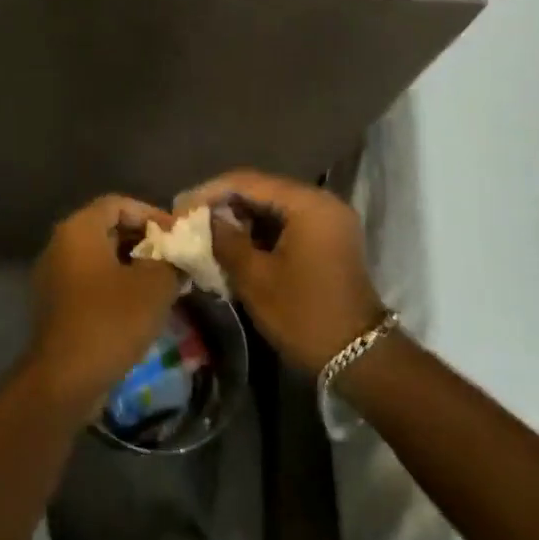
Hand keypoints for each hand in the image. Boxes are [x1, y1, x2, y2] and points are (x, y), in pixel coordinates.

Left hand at [27, 195, 180, 414]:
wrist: (65, 378)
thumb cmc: (111, 320)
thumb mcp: (155, 285)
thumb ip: (172, 260)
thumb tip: (178, 255)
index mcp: (79, 229)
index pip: (119, 204)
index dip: (152, 214)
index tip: (178, 236)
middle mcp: (60, 245)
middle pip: (108, 229)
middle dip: (145, 241)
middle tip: (175, 259)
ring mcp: (53, 276)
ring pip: (100, 257)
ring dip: (133, 265)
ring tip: (165, 283)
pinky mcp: (55, 305)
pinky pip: (90, 281)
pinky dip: (116, 285)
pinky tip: (141, 306)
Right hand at [179, 170, 386, 375]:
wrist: (358, 356)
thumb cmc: (303, 314)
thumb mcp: (255, 278)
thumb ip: (225, 240)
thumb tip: (203, 220)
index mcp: (307, 204)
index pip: (248, 182)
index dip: (209, 192)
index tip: (180, 208)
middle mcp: (321, 203)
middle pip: (262, 190)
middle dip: (223, 204)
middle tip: (189, 220)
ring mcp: (328, 221)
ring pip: (273, 207)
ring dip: (240, 218)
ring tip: (206, 233)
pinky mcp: (328, 239)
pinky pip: (287, 223)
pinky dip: (259, 232)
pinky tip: (234, 245)